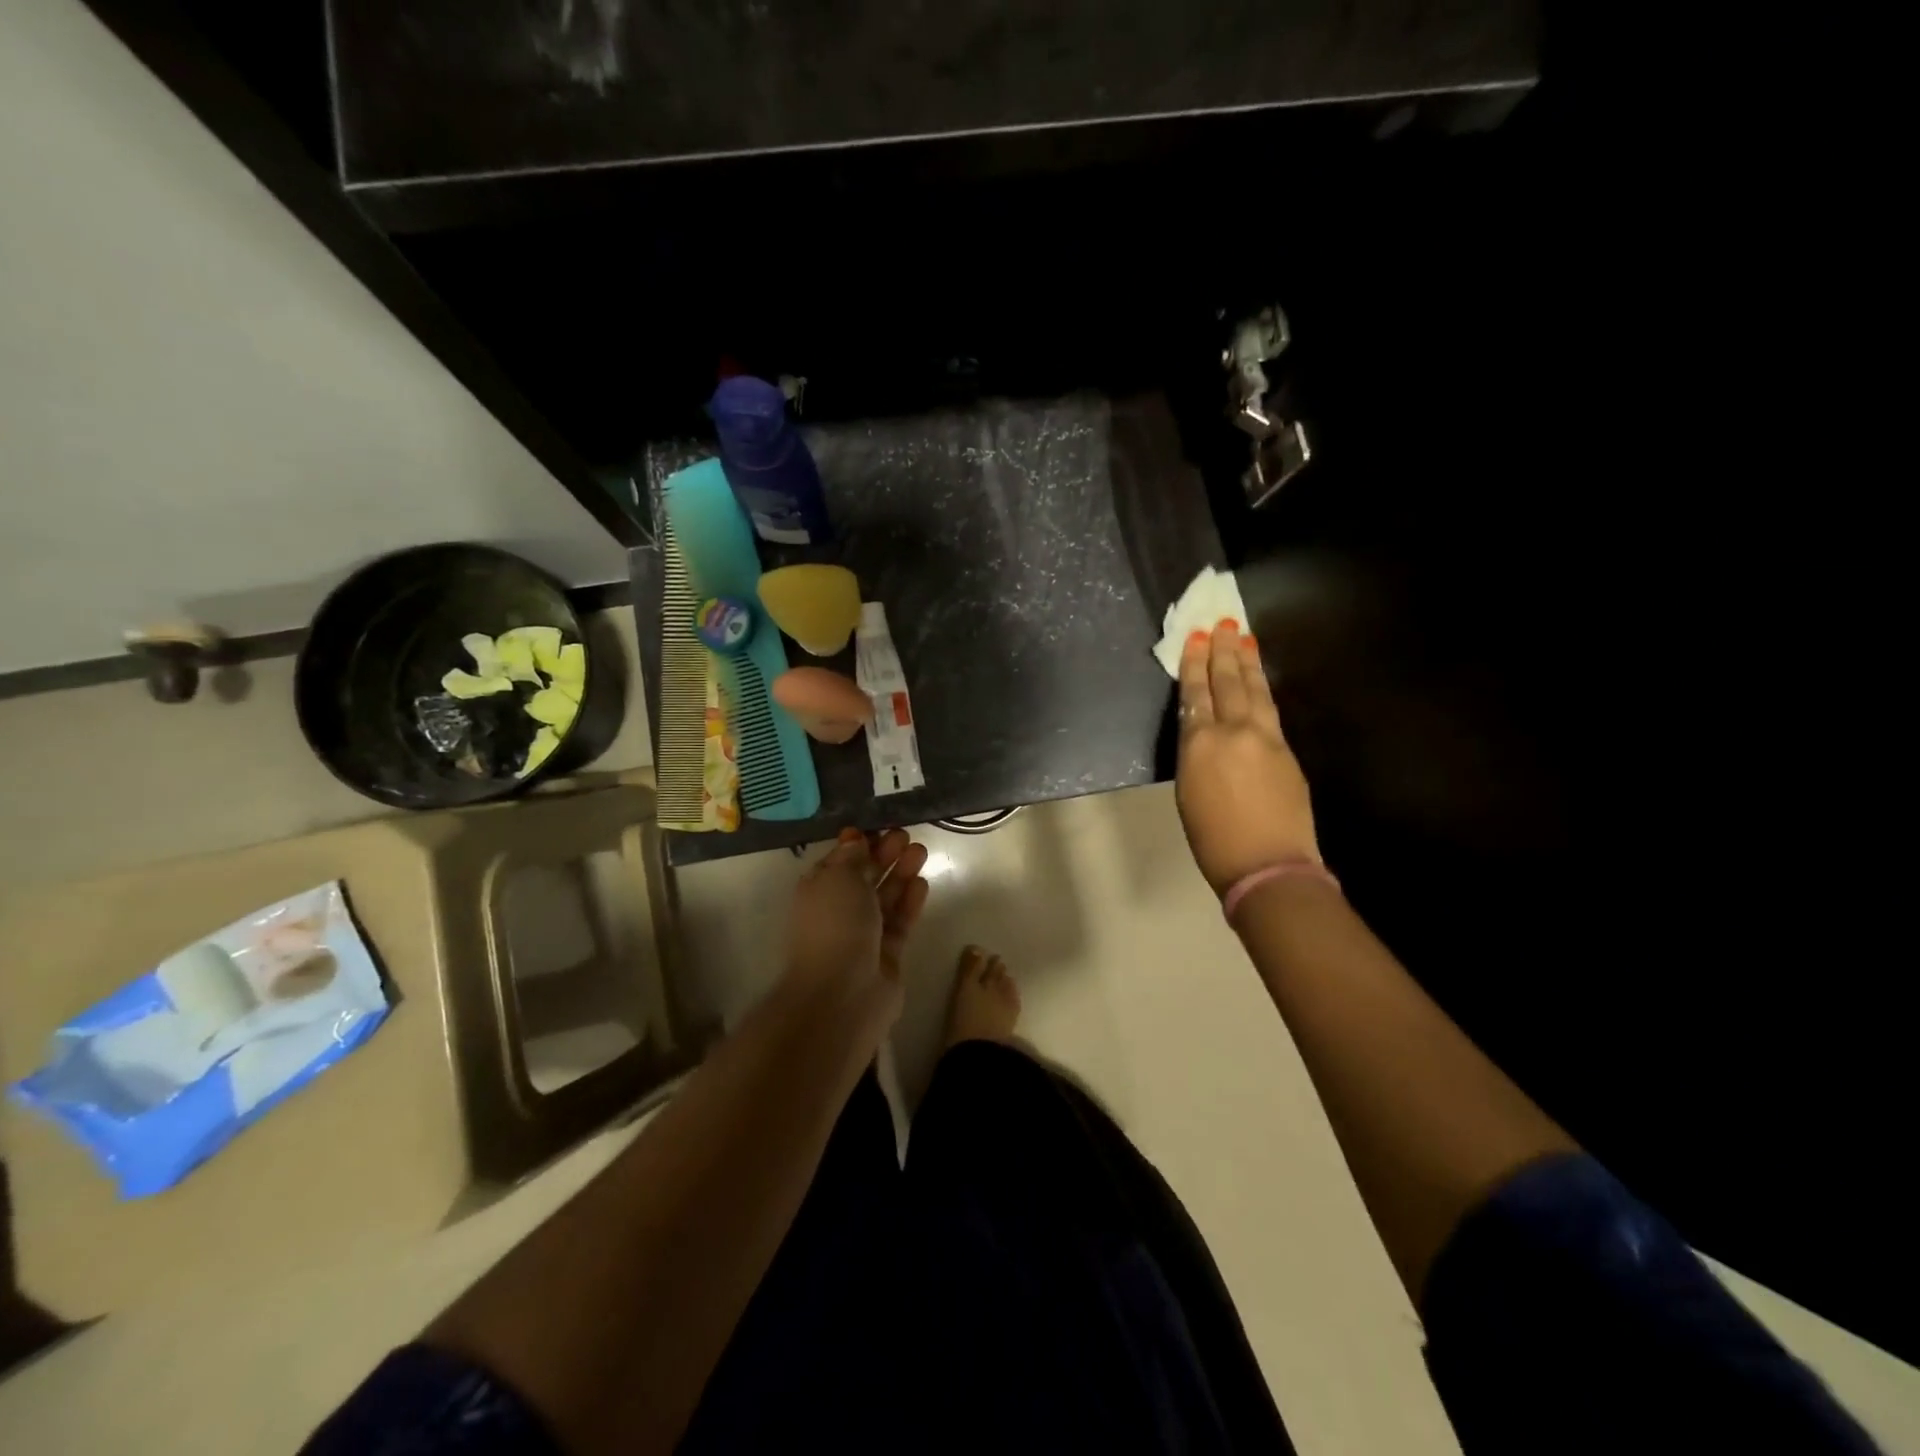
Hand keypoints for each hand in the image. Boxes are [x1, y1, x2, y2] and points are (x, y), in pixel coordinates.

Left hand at [783, 827, 929, 1029]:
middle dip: (884, 855)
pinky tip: (922, 882)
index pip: (839, 861)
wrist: (843, 994)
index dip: (858, 843)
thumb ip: (851, 857)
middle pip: (864, 876)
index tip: (879, 827)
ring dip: (901, 873)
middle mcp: (838, 910)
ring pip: (885, 897)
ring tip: (921, 851)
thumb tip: (855, 840)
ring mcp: (863, 934)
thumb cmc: (834, 926)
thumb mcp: (837, 878)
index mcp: (818, 890)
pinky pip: (899, 921)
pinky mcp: (887, 954)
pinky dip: (909, 901)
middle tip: (906, 836)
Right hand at [1176, 621, 1320, 893]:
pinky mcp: (1287, 751)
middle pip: (1227, 683)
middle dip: (1222, 652)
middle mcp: (1234, 732)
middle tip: (1222, 623)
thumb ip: (1195, 754)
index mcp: (1200, 745)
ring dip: (1247, 663)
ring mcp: (1266, 739)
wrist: (1268, 865)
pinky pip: (1270, 709)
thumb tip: (1203, 732)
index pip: (1196, 694)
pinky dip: (1262, 689)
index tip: (1196, 638)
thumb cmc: (1213, 839)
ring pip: (1254, 691)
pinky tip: (1259, 682)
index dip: (1195, 664)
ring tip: (1243, 637)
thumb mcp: (1187, 791)